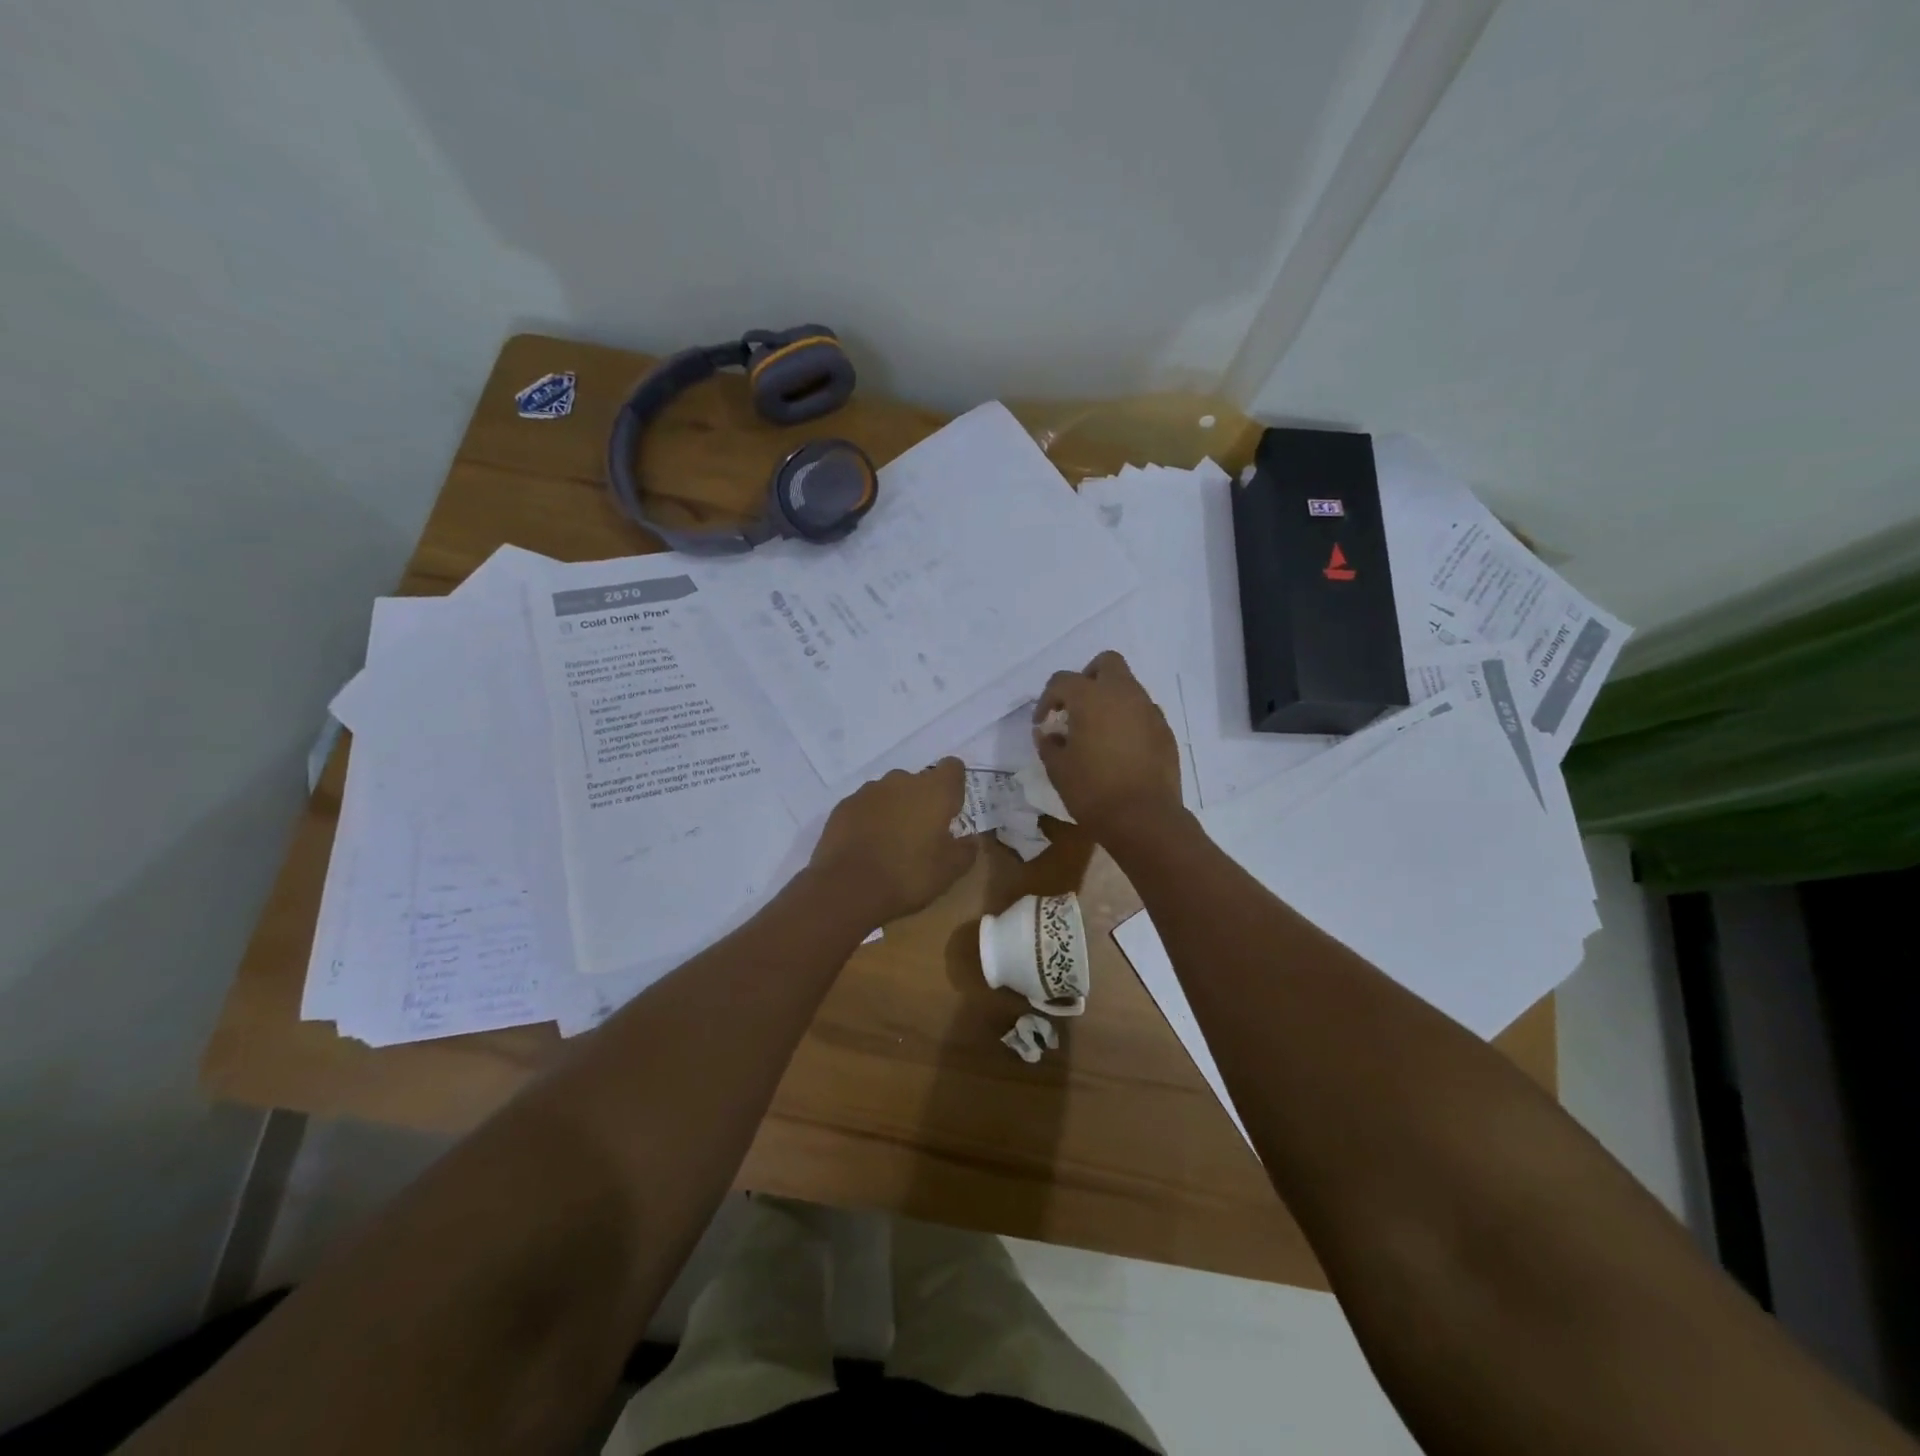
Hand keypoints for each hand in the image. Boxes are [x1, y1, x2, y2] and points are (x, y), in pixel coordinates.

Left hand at [808, 758, 976, 927]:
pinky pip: (865, 805)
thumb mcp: (950, 871)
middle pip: (919, 780)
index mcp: (934, 790)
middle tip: (923, 833)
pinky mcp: (844, 805)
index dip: (954, 785)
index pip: (953, 767)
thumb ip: (966, 849)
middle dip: (923, 800)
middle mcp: (902, 780)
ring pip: (890, 792)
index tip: (952, 809)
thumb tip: (970, 840)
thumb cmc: (909, 876)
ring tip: (892, 841)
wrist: (848, 888)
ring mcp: (869, 791)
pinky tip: (867, 844)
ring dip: (895, 808)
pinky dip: (870, 818)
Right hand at [1033, 652, 1183, 843]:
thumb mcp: (1058, 769)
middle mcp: (1123, 694)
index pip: (1062, 681)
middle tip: (1076, 707)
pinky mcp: (1165, 730)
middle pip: (1107, 663)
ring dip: (1110, 699)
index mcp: (1091, 697)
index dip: (1047, 699)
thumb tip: (1047, 733)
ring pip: (1128, 687)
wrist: (1143, 818)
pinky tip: (1120, 748)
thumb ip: (1049, 744)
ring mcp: (1149, 710)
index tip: (1043, 723)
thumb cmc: (1092, 791)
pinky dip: (1129, 720)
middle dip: (1088, 678)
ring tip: (1098, 731)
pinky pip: (1143, 712)